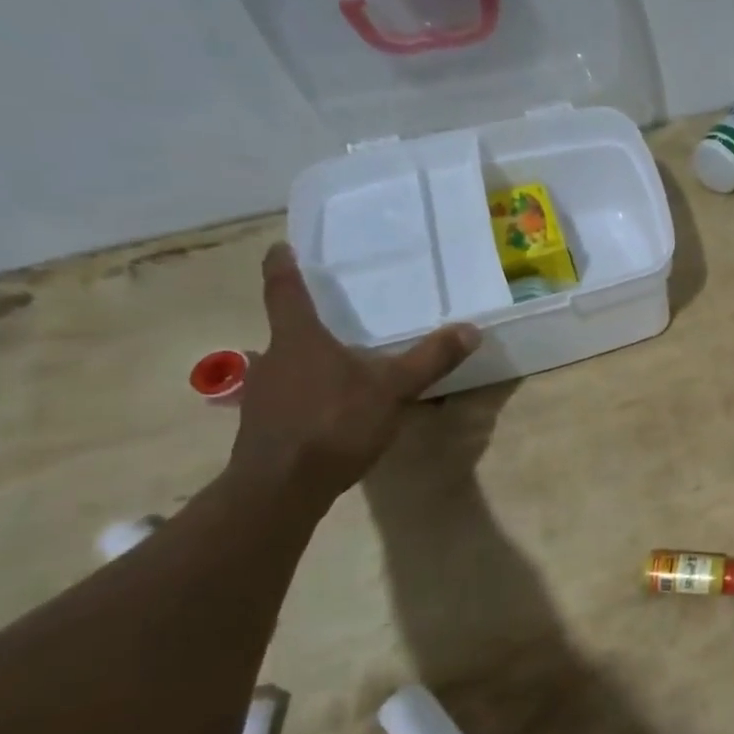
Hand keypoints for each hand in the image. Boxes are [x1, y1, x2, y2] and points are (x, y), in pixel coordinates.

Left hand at [226, 243, 480, 508]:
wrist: (280, 487)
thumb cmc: (334, 423)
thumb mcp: (393, 389)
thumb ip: (430, 359)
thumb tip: (470, 329)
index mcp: (299, 339)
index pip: (285, 291)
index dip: (282, 266)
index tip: (279, 246)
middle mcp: (273, 358)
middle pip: (285, 329)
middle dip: (305, 320)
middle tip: (329, 312)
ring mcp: (263, 393)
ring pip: (285, 364)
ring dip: (305, 358)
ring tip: (335, 360)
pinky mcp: (264, 424)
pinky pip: (287, 394)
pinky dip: (306, 391)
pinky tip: (329, 406)